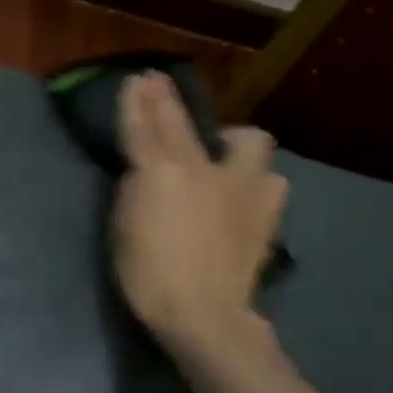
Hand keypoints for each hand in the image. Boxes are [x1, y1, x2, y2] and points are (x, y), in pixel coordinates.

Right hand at [113, 73, 287, 369]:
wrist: (203, 313)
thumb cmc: (148, 275)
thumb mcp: (123, 228)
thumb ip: (136, 189)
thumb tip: (145, 171)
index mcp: (162, 172)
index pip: (145, 125)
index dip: (138, 100)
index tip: (136, 79)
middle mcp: (204, 169)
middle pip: (184, 123)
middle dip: (167, 102)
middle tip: (159, 87)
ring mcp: (241, 189)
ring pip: (249, 143)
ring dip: (233, 144)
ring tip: (222, 156)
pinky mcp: (265, 215)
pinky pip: (268, 181)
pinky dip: (255, 182)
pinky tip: (244, 195)